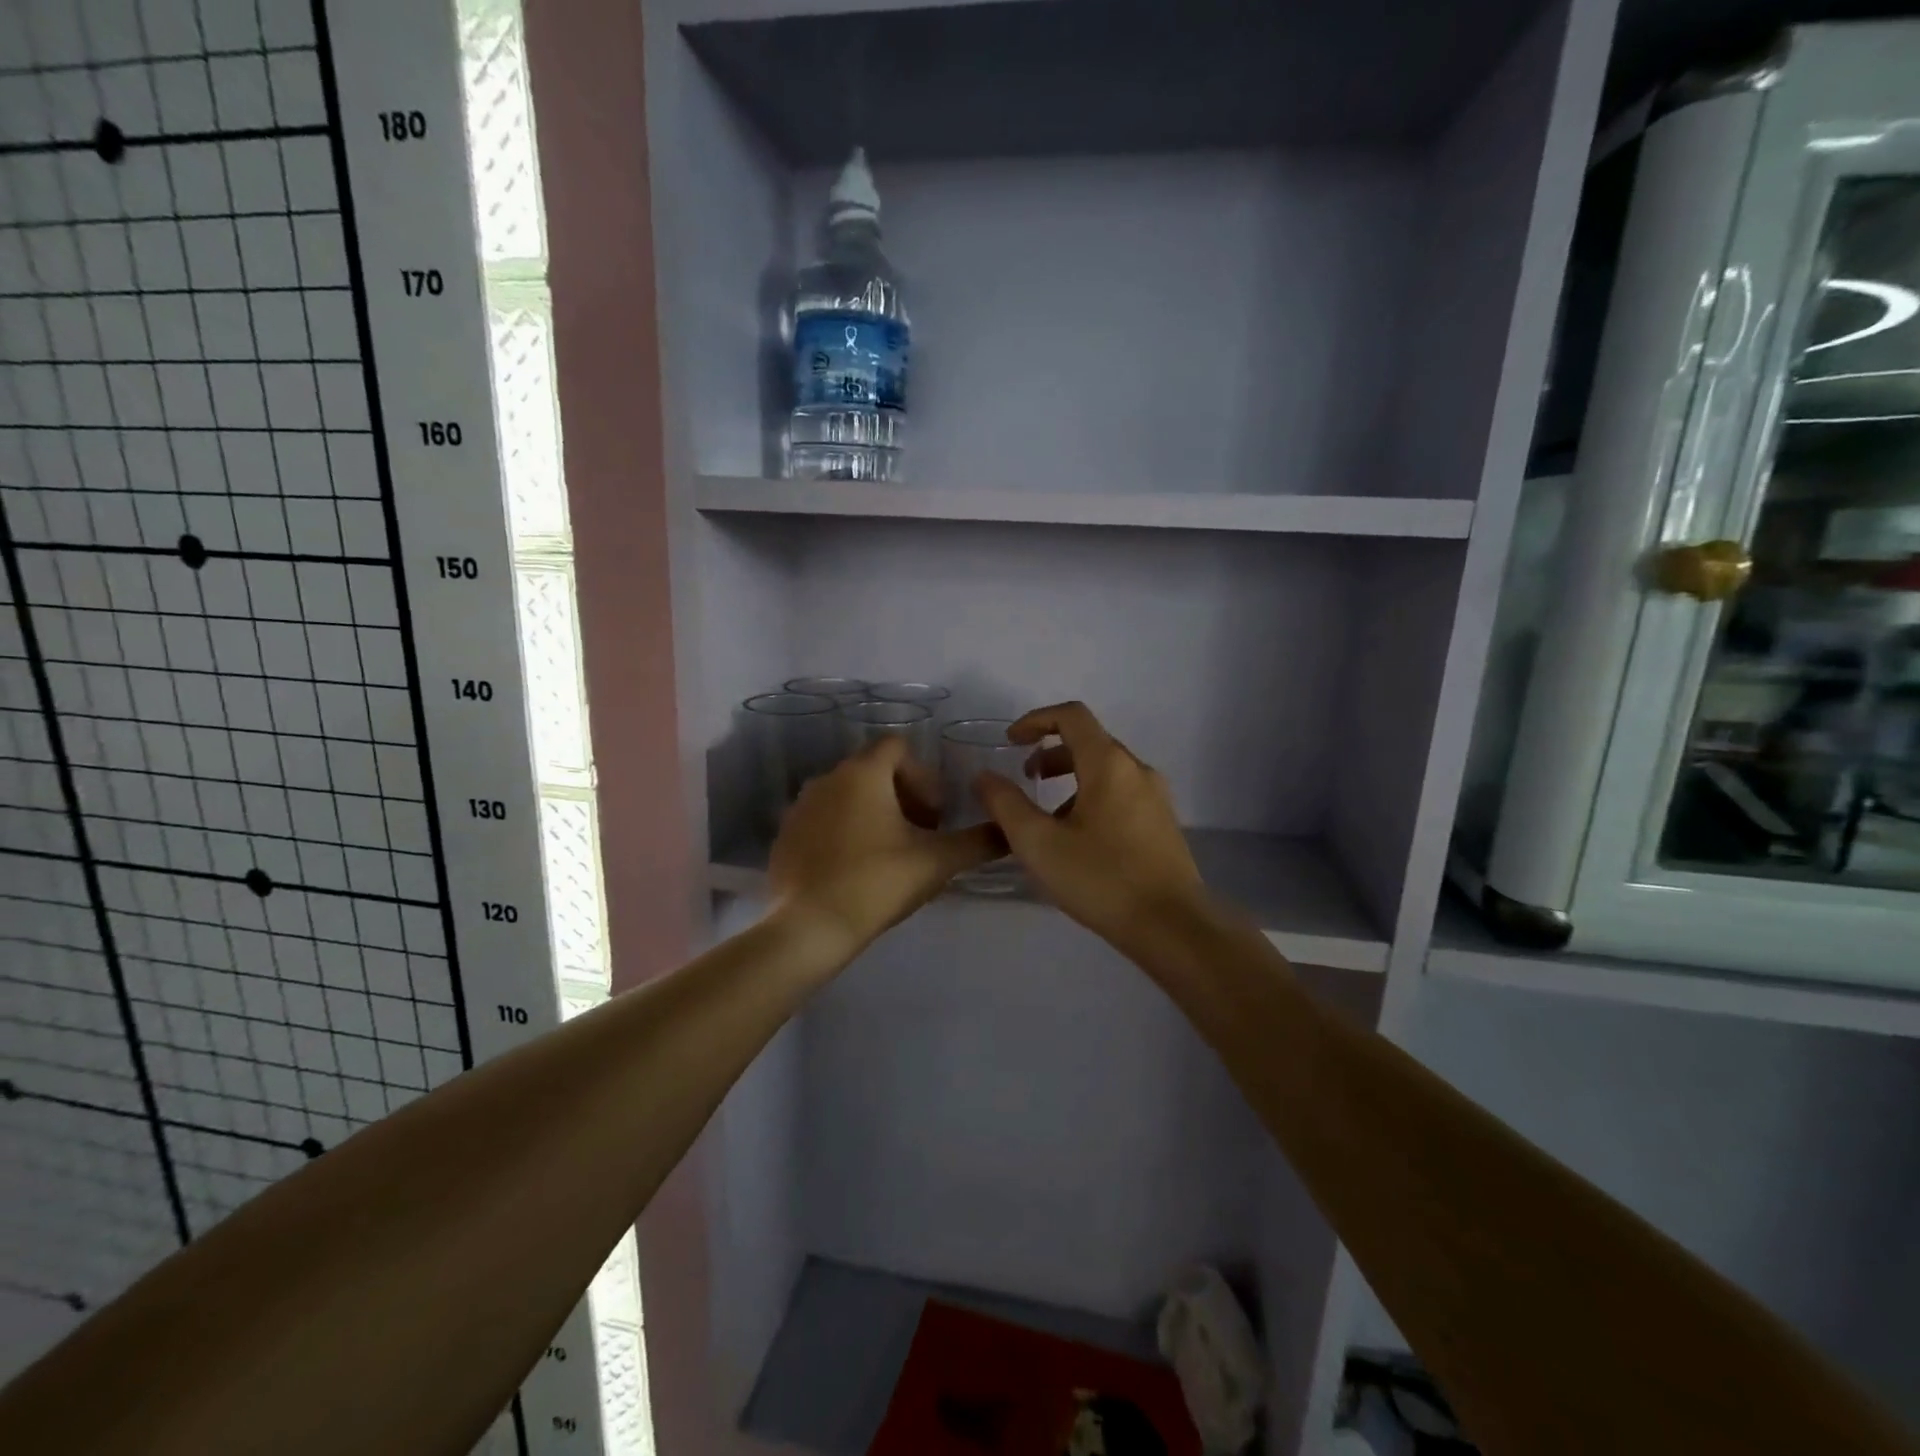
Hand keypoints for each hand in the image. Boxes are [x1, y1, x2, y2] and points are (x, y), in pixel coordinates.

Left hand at [769, 736, 999, 962]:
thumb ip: (978, 842)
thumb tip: (1010, 831)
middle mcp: (827, 778)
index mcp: (863, 773)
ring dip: (874, 815)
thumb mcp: (937, 862)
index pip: (898, 746)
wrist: (808, 928)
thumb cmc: (876, 883)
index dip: (924, 775)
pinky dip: (844, 834)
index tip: (934, 815)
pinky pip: (823, 821)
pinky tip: (855, 872)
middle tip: (920, 837)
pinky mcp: (785, 836)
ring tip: (890, 856)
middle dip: (902, 797)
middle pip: (873, 771)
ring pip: (847, 796)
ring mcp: (800, 807)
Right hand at [973, 701, 1205, 947]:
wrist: (1173, 928)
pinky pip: (1122, 794)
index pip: (1072, 715)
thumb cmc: (1102, 879)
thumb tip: (985, 777)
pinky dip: (1092, 798)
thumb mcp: (1039, 844)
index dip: (1036, 720)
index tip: (1010, 742)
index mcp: (1109, 764)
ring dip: (1070, 779)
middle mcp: (1137, 770)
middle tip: (1025, 779)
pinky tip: (1079, 841)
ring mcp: (1156, 797)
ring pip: (1106, 771)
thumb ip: (1006, 805)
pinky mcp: (1163, 824)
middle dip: (1051, 753)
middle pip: (1090, 742)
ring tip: (1047, 818)